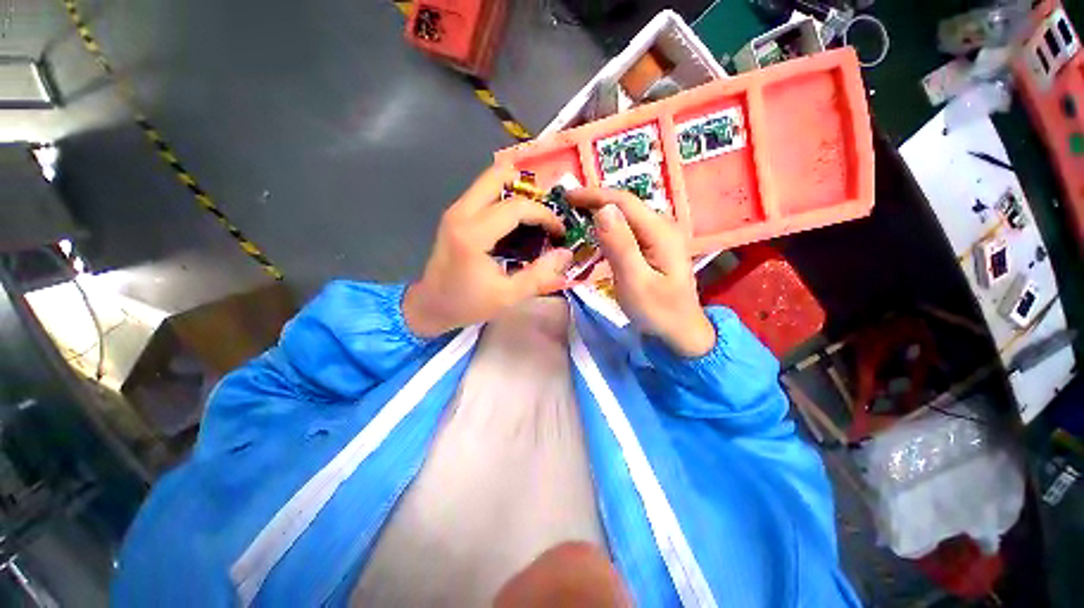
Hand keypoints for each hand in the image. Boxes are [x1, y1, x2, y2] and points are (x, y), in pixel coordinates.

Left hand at [403, 166, 572, 337]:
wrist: (430, 305)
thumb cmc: (468, 304)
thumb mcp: (509, 296)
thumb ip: (540, 275)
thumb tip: (566, 253)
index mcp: (474, 234)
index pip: (517, 207)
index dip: (545, 215)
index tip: (559, 231)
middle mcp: (462, 213)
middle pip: (498, 175)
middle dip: (529, 190)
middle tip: (544, 214)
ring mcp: (456, 210)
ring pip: (490, 180)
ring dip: (517, 192)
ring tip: (533, 219)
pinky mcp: (455, 214)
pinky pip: (484, 193)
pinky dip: (505, 199)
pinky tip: (515, 224)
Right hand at [567, 188, 714, 357]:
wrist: (681, 332)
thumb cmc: (658, 311)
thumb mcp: (635, 281)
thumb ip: (620, 245)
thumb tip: (603, 209)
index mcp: (660, 231)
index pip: (624, 202)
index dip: (594, 195)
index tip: (567, 196)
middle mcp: (663, 227)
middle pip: (625, 205)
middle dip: (595, 201)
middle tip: (567, 207)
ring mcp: (660, 237)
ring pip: (626, 217)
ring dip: (601, 214)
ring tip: (576, 217)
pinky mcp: (654, 247)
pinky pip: (628, 230)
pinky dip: (609, 229)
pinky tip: (596, 235)